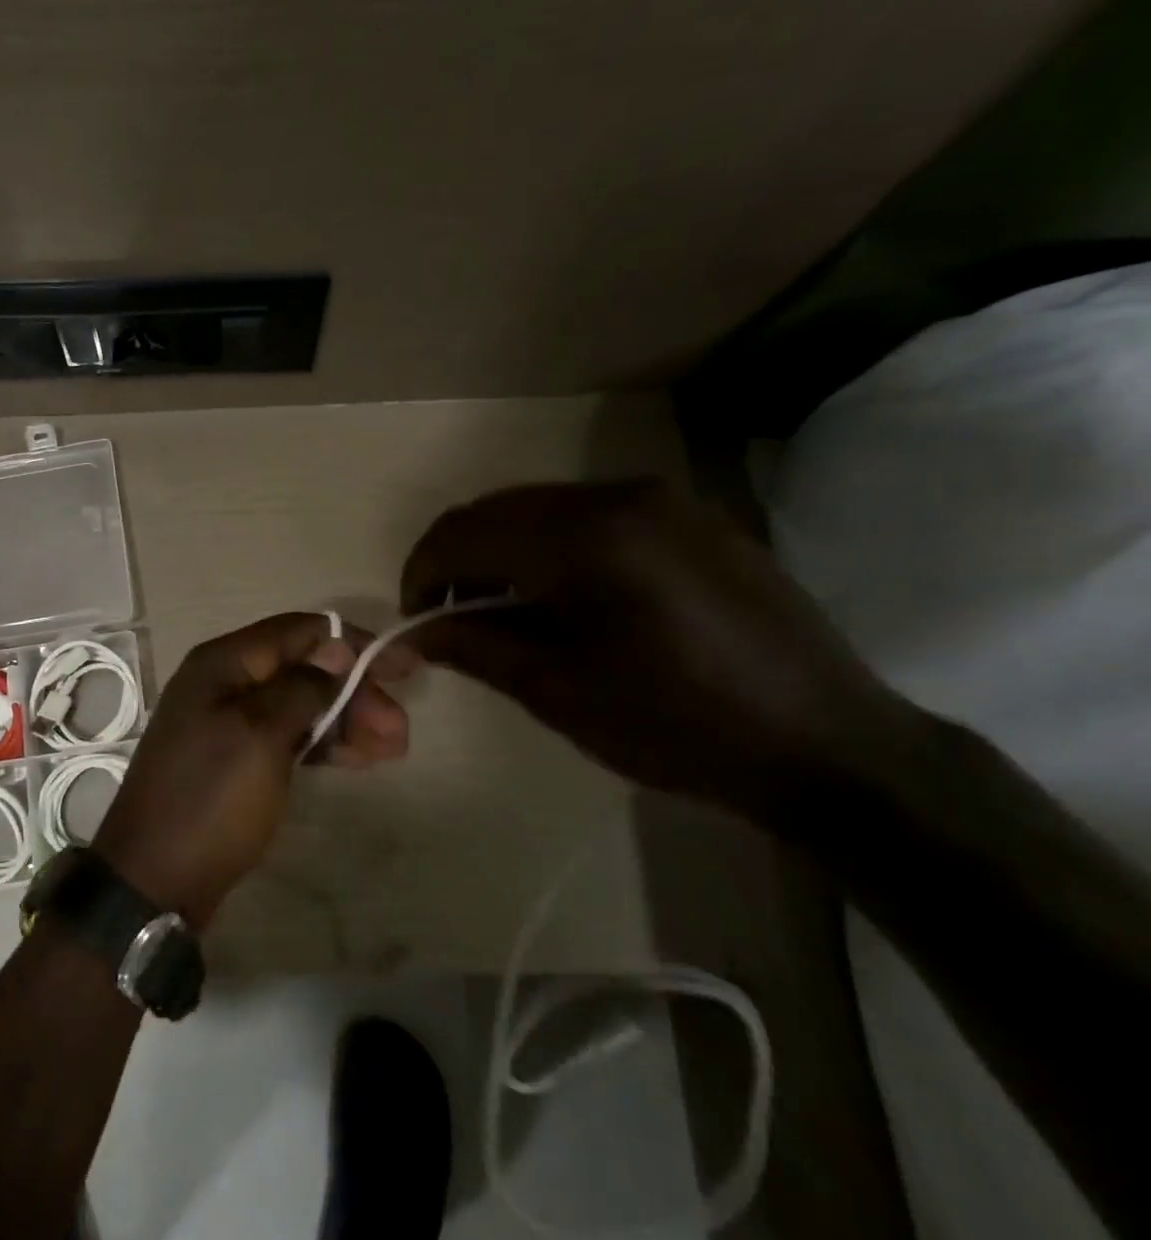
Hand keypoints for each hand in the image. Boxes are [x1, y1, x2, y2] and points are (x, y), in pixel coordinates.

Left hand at [91, 613, 415, 928]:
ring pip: (298, 704)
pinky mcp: (234, 758)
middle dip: (354, 692)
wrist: (155, 878)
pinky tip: (356, 759)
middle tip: (400, 731)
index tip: (405, 668)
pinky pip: (286, 735)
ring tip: (392, 749)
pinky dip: (321, 742)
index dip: (354, 643)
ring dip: (345, 720)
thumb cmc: (211, 798)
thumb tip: (334, 652)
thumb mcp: (260, 735)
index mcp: (222, 663)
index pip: (299, 632)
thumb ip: (302, 687)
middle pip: (302, 669)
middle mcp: (223, 683)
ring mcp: (226, 722)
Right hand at [399, 479, 929, 817]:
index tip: (416, 620)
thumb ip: (473, 645)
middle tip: (452, 616)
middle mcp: (617, 495)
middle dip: (458, 558)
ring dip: (503, 550)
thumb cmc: (675, 724)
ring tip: (505, 609)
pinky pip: (590, 514)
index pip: (463, 532)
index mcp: (582, 537)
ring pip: (541, 507)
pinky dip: (551, 545)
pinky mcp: (690, 516)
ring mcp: (661, 499)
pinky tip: (564, 596)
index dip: (421, 572)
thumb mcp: (555, 690)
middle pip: (497, 508)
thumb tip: (415, 631)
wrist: (824, 743)